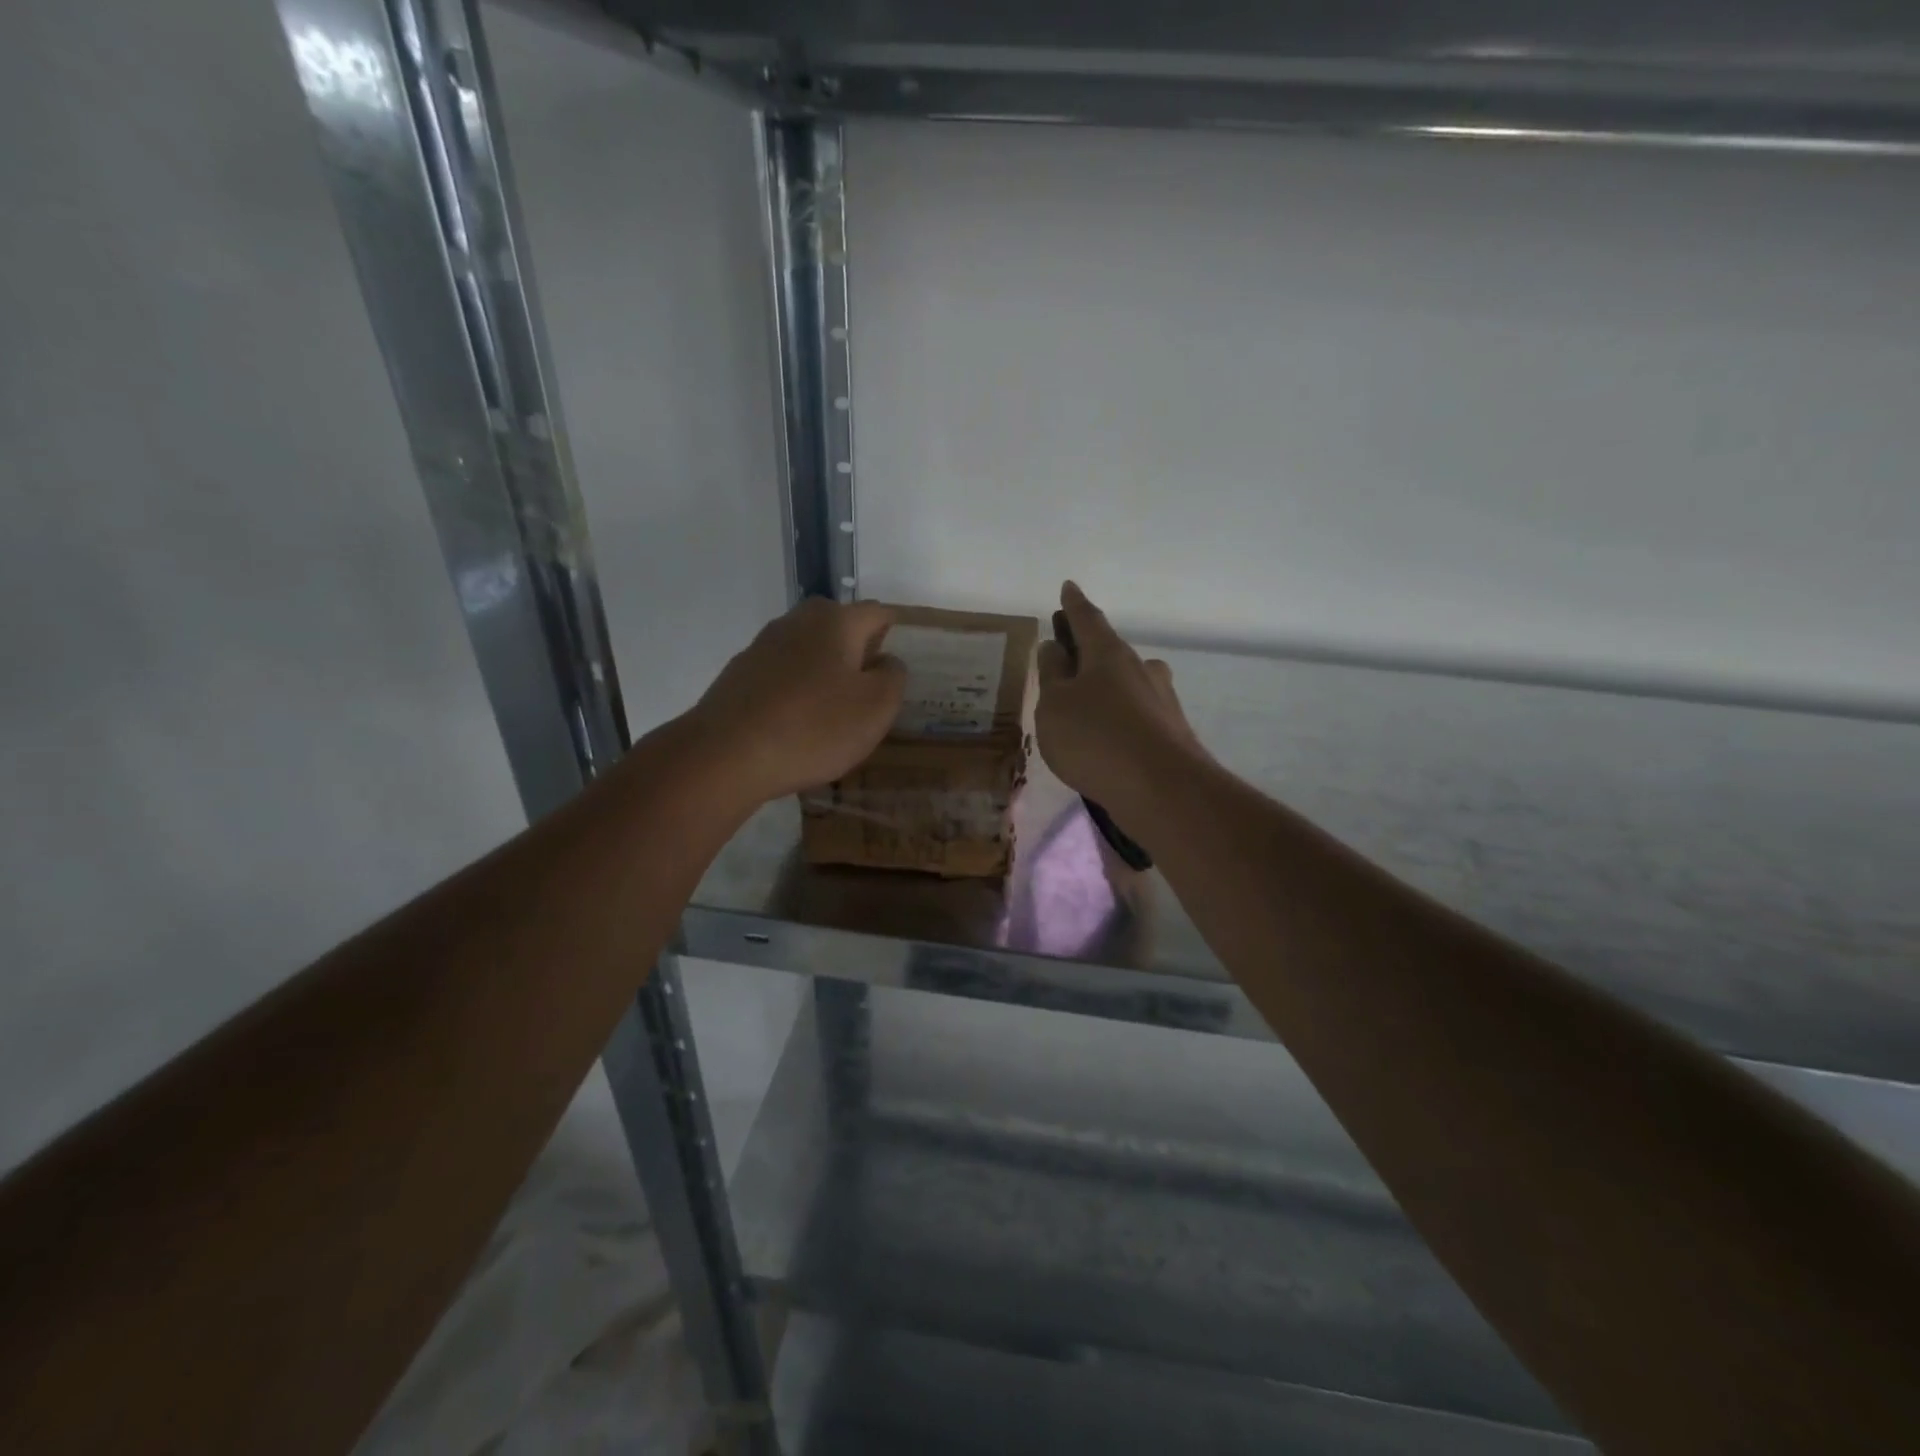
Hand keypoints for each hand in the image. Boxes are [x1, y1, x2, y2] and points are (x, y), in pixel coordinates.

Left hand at [684, 597, 905, 804]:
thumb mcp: (876, 708)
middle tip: (870, 686)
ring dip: (824, 669)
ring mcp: (762, 646)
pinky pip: (781, 673)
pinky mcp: (739, 675)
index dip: (894, 632)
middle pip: (838, 624)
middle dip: (857, 647)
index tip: (899, 662)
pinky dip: (796, 688)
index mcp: (835, 622)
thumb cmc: (813, 728)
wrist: (725, 755)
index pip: (876, 612)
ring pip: (807, 648)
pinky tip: (797, 721)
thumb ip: (893, 677)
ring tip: (835, 708)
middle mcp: (797, 622)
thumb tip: (885, 660)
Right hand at [1036, 582, 1205, 814]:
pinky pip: (1136, 718)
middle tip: (1064, 671)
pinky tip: (1106, 746)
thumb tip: (1054, 648)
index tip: (1068, 588)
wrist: (1162, 789)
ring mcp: (1161, 700)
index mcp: (1109, 653)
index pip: (1087, 619)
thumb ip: (1051, 674)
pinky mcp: (1171, 732)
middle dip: (1087, 658)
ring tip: (1082, 718)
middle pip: (1109, 654)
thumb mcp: (1054, 705)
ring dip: (1105, 694)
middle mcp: (1141, 669)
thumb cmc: (1095, 738)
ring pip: (1126, 687)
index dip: (1074, 604)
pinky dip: (1118, 723)